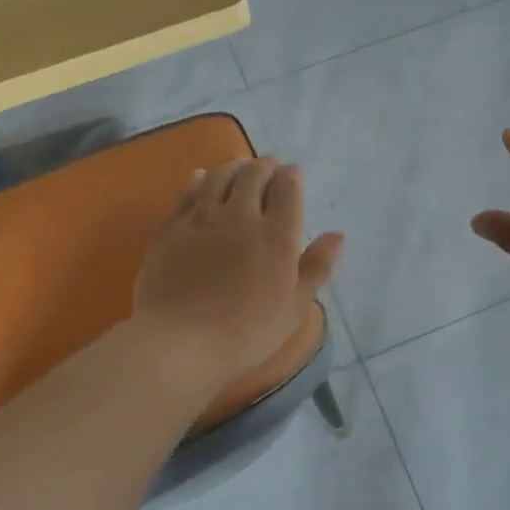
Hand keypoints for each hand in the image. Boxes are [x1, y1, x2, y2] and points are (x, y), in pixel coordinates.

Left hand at [134, 158, 343, 389]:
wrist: (179, 342)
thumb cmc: (246, 332)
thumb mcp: (294, 308)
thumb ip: (316, 267)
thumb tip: (337, 236)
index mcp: (277, 235)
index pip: (288, 187)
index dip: (292, 176)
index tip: (293, 177)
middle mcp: (241, 216)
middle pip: (254, 174)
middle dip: (265, 167)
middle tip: (269, 170)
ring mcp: (202, 219)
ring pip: (220, 176)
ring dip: (234, 167)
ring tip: (240, 169)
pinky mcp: (171, 228)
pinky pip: (187, 193)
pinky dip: (198, 180)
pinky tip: (200, 178)